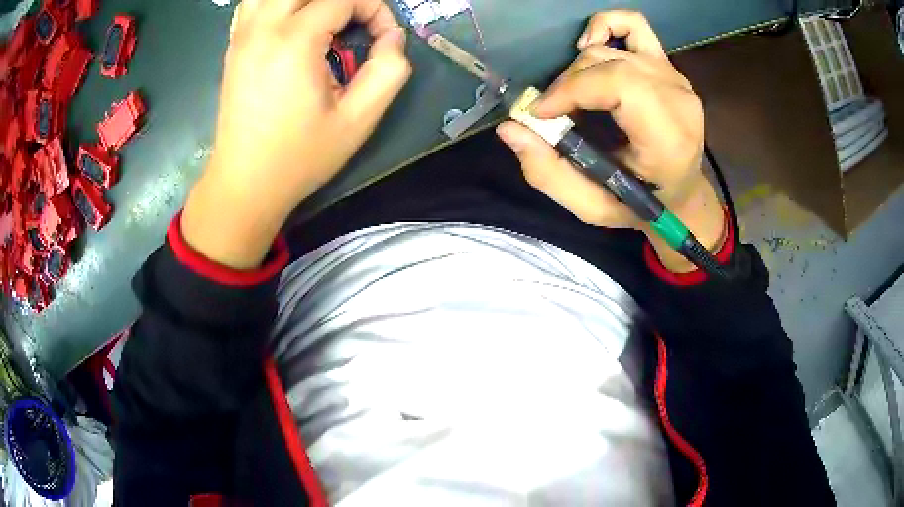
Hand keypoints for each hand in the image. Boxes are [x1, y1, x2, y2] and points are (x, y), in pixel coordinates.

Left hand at [183, 0, 411, 268]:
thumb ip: (389, 70)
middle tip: (355, 24)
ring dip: (306, 1)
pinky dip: (276, 3)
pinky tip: (290, 21)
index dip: (375, 11)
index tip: (382, 39)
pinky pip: (253, 3)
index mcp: (295, 41)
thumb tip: (392, 37)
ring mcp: (243, 35)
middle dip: (345, 0)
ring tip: (325, 22)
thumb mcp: (358, 120)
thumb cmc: (299, 157)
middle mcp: (264, 27)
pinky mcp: (233, 46)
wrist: (244, 184)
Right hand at [496, 10, 724, 272]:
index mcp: (668, 136)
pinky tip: (589, 47)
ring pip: (609, 47)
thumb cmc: (640, 204)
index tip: (541, 113)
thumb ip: (549, 174)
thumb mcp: (592, 206)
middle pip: (606, 62)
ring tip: (572, 95)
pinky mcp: (667, 64)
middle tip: (554, 114)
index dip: (570, 89)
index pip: (618, 83)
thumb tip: (510, 128)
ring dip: (578, 68)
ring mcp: (674, 76)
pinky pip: (634, 24)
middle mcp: (677, 97)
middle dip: (567, 84)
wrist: (680, 193)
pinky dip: (604, 26)